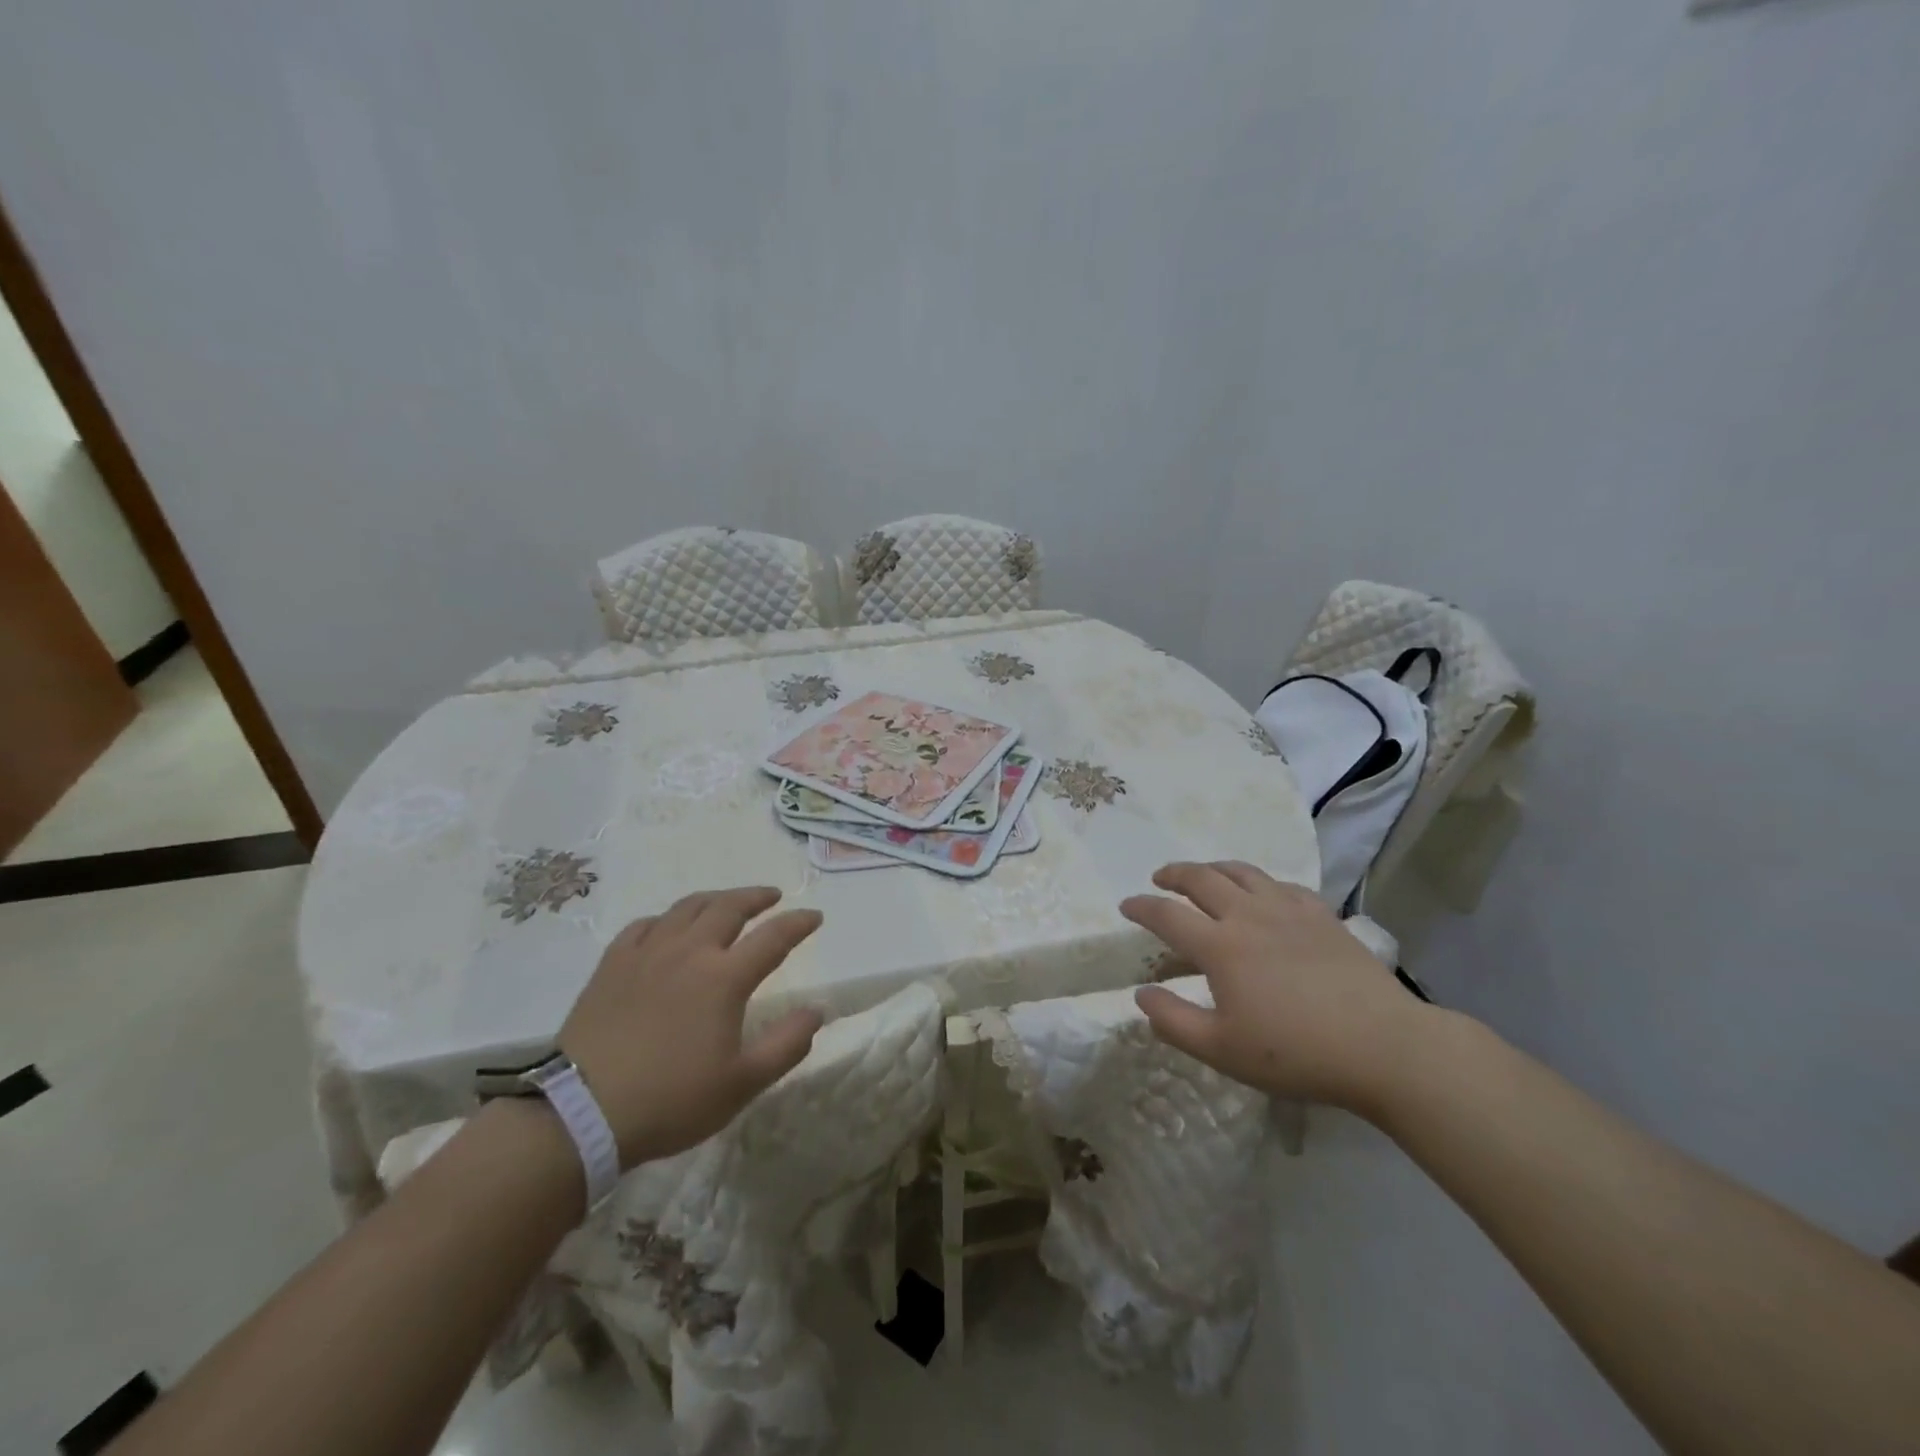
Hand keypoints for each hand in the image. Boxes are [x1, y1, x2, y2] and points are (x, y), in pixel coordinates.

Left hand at [559, 887, 823, 1166]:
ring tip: (727, 902)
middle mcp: (689, 952)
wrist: (581, 1112)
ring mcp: (647, 953)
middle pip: (728, 908)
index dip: (798, 923)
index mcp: (724, 977)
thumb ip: (787, 1044)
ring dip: (715, 899)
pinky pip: (644, 925)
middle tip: (772, 896)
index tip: (815, 916)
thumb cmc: (670, 1100)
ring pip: (687, 908)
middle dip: (756, 897)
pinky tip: (667, 927)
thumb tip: (817, 1010)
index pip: (773, 937)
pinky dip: (666, 919)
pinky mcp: (612, 964)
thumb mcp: (742, 1084)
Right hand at [1123, 861, 1435, 1115]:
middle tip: (1160, 878)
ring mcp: (1288, 910)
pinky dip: (1260, 882)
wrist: (1383, 1046)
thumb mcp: (1222, 1050)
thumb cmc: (1296, 1052)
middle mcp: (1248, 915)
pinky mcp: (1322, 915)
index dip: (1141, 907)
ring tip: (1204, 875)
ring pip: (1242, 872)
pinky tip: (1263, 894)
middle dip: (1174, 874)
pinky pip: (1282, 885)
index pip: (1166, 915)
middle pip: (1201, 879)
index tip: (1126, 906)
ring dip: (1214, 868)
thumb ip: (1173, 1021)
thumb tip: (1141, 993)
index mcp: (1219, 946)